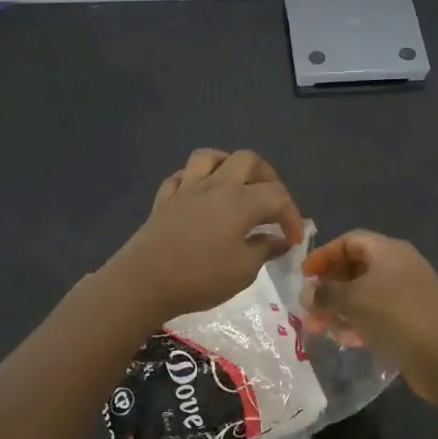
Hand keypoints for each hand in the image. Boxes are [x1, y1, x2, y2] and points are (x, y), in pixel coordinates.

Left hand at [104, 149, 305, 324]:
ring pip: (210, 157)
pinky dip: (194, 180)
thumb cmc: (200, 277)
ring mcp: (186, 188)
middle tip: (272, 203)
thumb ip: (264, 249)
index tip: (293, 240)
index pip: (277, 195)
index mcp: (241, 200)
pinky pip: (181, 177)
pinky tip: (199, 196)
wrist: (144, 281)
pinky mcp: (164, 199)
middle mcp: (216, 185)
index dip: (291, 215)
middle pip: (248, 160)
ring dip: (228, 165)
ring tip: (236, 186)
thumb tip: (280, 240)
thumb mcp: (243, 270)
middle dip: (267, 177)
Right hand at [301, 231, 437, 400]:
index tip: (304, 275)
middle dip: (329, 287)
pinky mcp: (410, 320)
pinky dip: (357, 322)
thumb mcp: (354, 300)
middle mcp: (399, 267)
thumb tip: (306, 293)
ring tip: (318, 328)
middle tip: (308, 307)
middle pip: (355, 268)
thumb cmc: (396, 315)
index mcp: (389, 251)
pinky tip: (342, 340)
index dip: (324, 255)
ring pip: (363, 294)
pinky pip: (376, 314)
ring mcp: (406, 295)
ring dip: (339, 308)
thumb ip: (326, 293)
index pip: (349, 241)